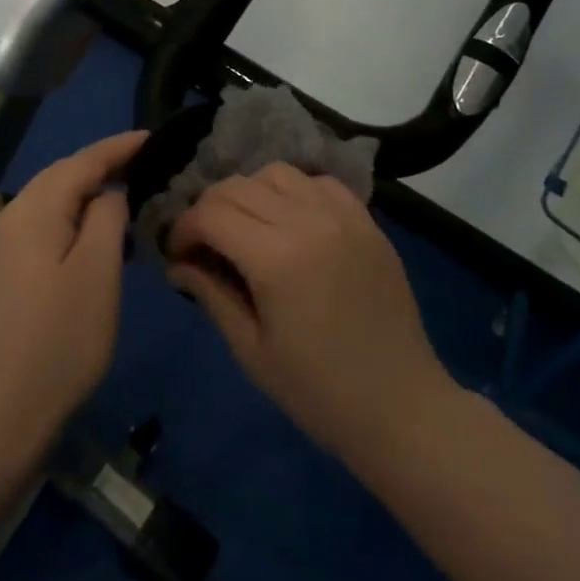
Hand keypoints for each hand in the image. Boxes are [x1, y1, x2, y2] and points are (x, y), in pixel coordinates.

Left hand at [0, 130, 146, 468]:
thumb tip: (108, 193)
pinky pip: (39, 229)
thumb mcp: (98, 273)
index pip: (81, 161)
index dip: (118, 147)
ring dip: (86, 197)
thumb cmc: (59, 342)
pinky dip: (69, 222)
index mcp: (32, 210)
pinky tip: (90, 240)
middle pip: (61, 178)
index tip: (152, 136)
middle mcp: (8, 218)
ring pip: (49, 204)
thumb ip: (107, 218)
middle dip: (102, 168)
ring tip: (126, 200)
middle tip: (144, 165)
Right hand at [166, 163, 452, 465]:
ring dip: (250, 192)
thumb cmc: (318, 392)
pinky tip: (291, 221)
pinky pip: (319, 182)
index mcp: (275, 258)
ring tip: (248, 227)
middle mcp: (308, 222)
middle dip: (208, 208)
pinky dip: (294, 191)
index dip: (183, 229)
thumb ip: (211, 295)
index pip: (210, 213)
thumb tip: (178, 263)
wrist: (401, 407)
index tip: (178, 253)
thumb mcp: (252, 351)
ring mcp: (342, 216)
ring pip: (277, 173)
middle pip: (237, 185)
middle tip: (205, 243)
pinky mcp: (367, 221)